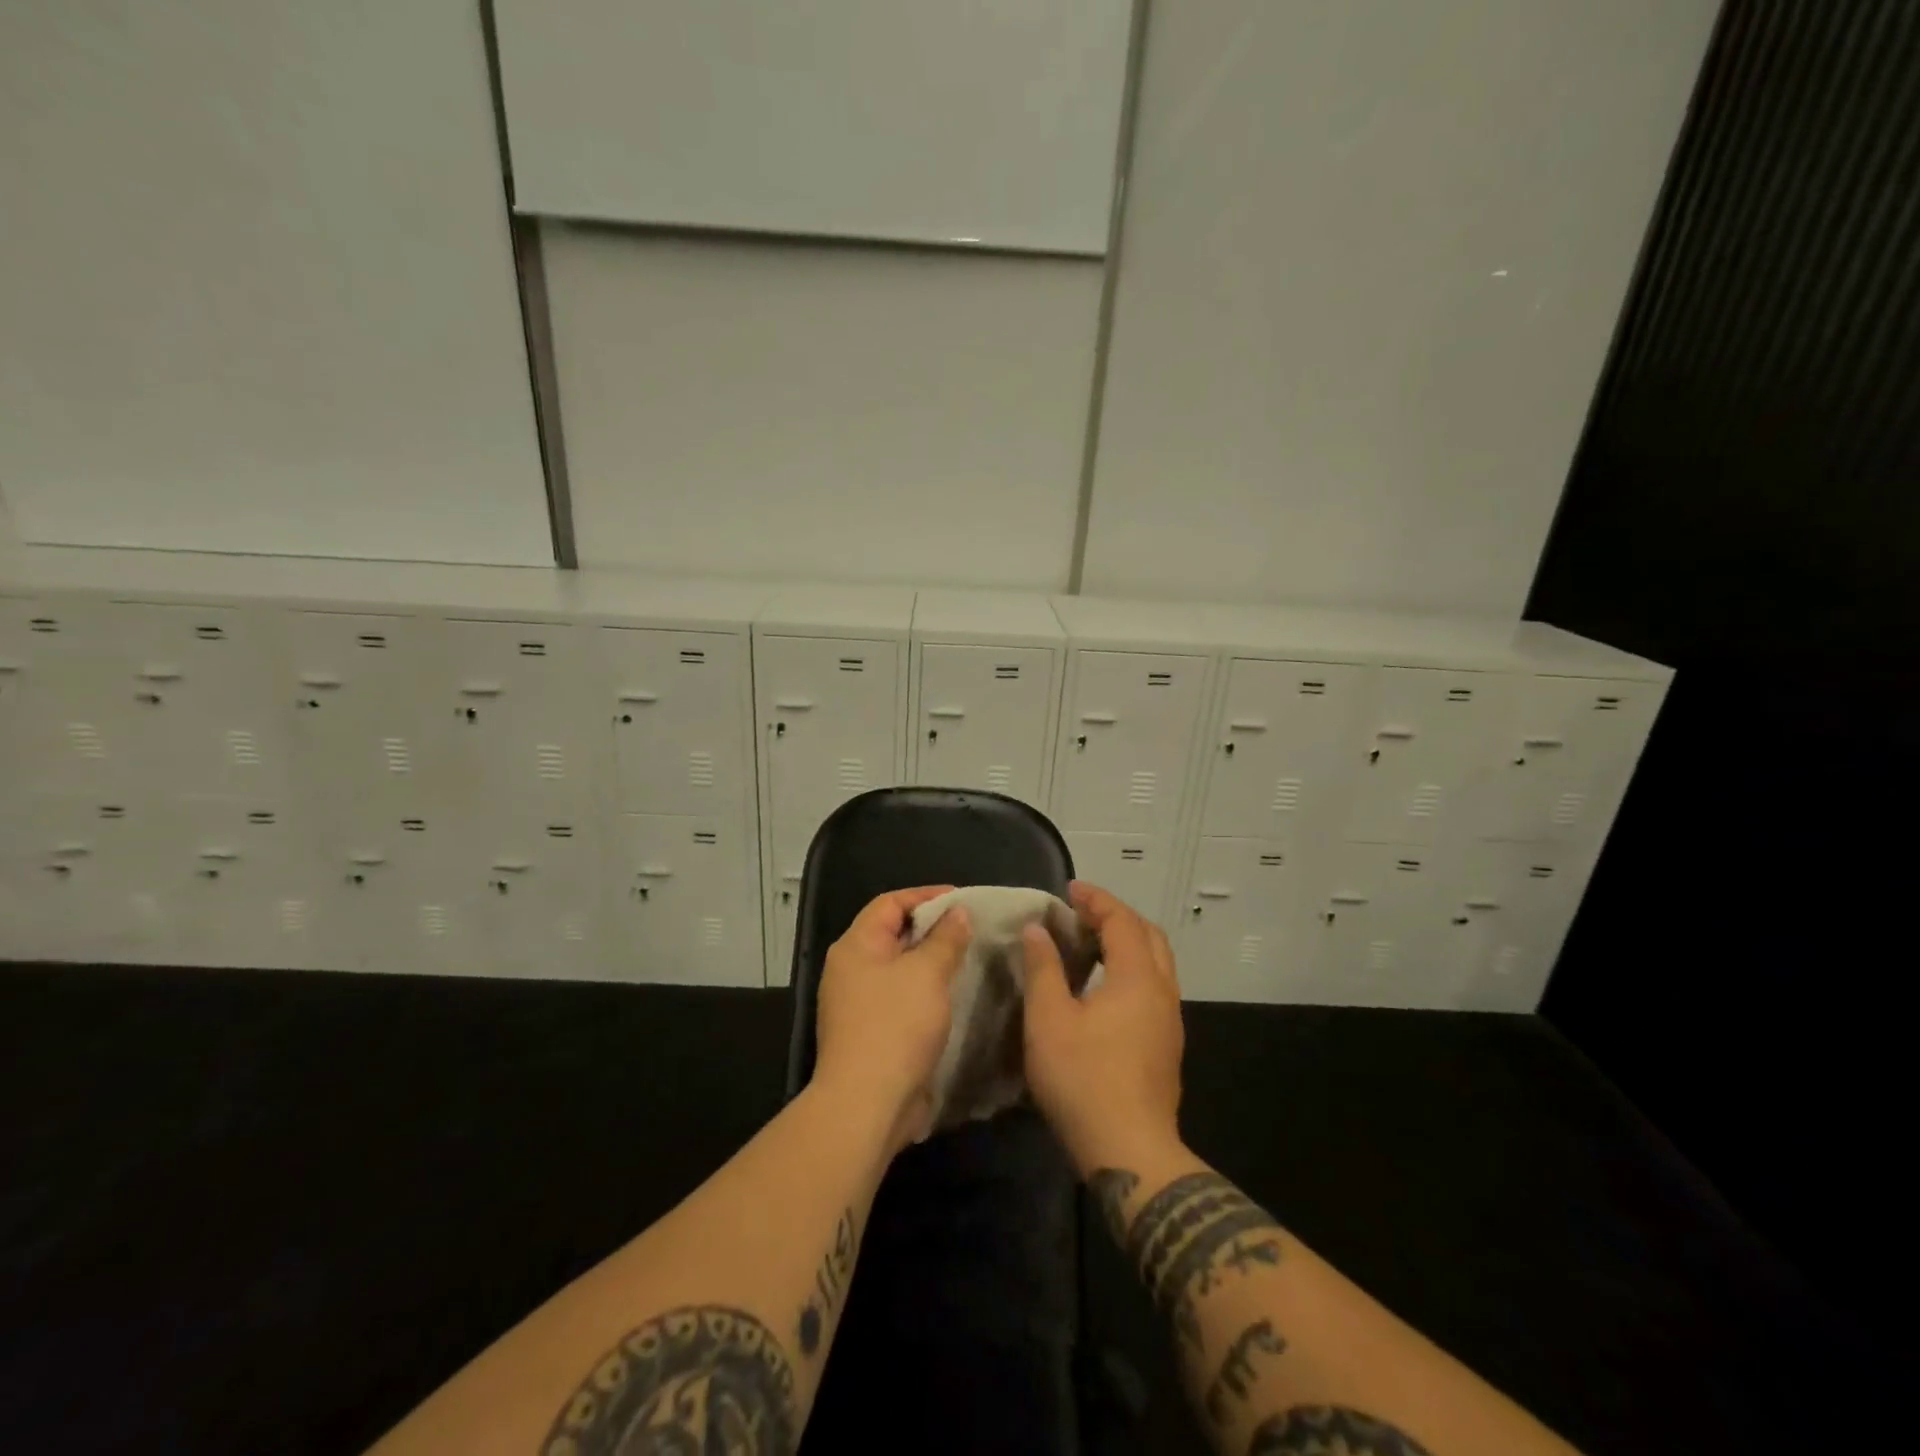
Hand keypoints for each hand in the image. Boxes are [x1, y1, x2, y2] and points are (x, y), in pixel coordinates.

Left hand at [814, 886, 972, 1155]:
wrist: (867, 1105)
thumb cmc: (896, 1026)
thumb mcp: (927, 973)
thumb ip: (946, 939)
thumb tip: (958, 912)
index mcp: (856, 946)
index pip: (890, 903)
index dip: (926, 896)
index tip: (963, 900)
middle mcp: (850, 969)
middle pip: (893, 934)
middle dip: (932, 929)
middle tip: (970, 929)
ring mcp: (857, 1004)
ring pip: (899, 969)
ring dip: (931, 963)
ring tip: (968, 959)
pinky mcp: (870, 1033)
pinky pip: (900, 998)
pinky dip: (925, 991)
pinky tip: (953, 996)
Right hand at [1022, 881, 1184, 1175]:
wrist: (1130, 1152)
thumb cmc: (1084, 1079)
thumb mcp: (1049, 1020)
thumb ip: (1043, 969)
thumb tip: (1038, 930)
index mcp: (1137, 978)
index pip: (1122, 920)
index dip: (1096, 900)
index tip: (1069, 890)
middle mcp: (1162, 991)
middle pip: (1148, 935)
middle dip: (1117, 916)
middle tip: (1082, 914)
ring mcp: (1169, 1020)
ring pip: (1156, 963)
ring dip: (1127, 943)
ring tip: (1090, 944)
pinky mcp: (1167, 1045)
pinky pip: (1153, 987)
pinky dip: (1131, 969)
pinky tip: (1103, 988)